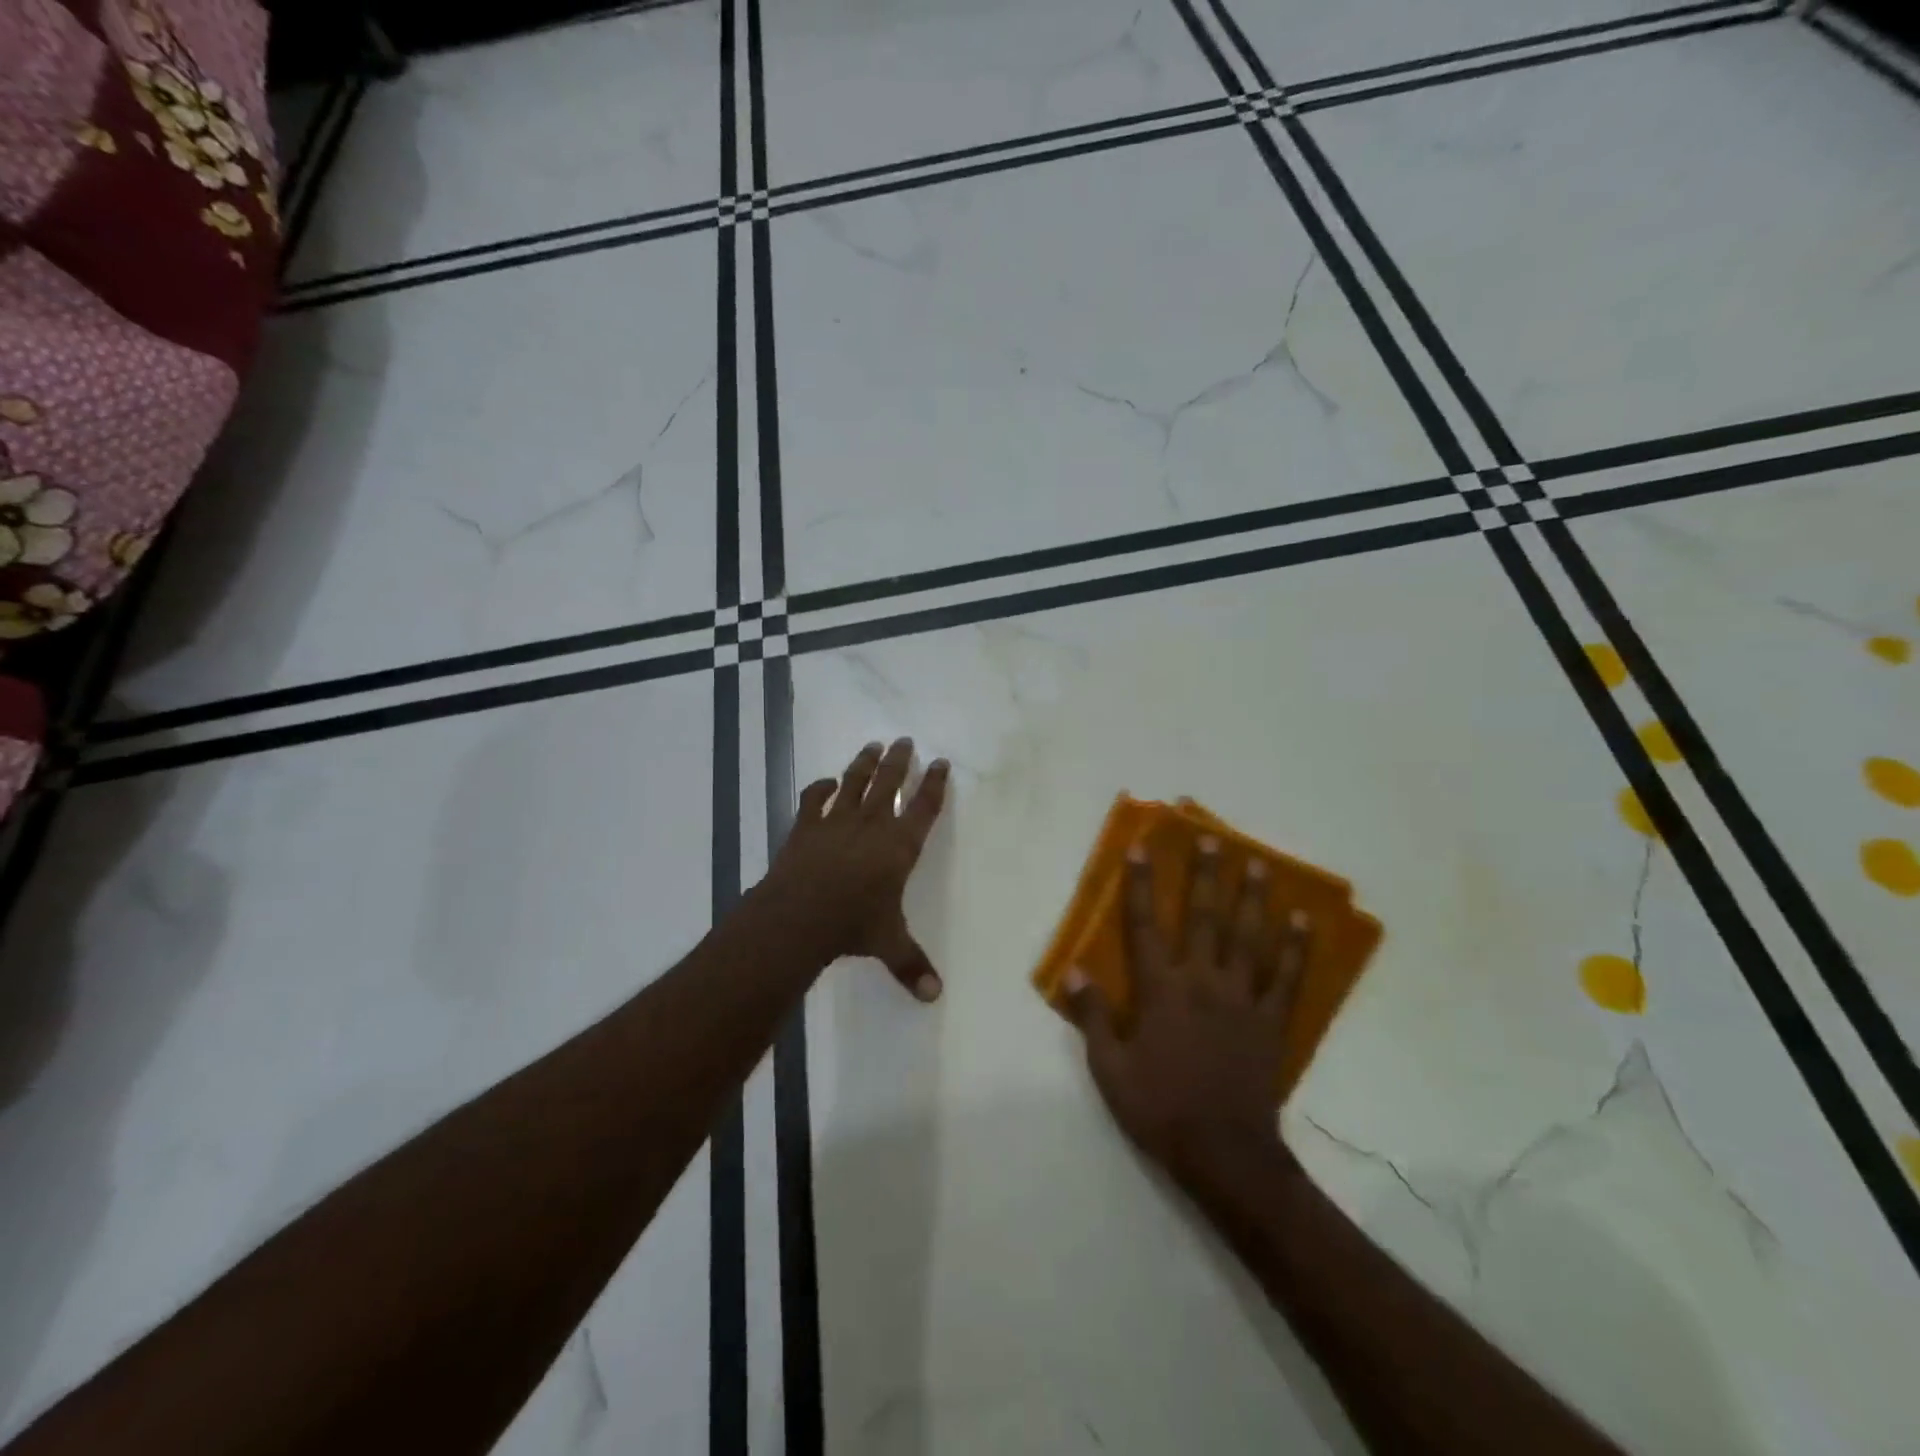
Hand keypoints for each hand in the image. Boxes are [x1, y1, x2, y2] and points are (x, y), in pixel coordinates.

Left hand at [760, 738, 950, 1000]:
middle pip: (890, 783)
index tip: (940, 762)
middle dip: (899, 761)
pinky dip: (820, 788)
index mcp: (899, 846)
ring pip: (855, 782)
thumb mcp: (889, 944)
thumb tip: (935, 997)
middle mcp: (872, 825)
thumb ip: (912, 965)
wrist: (799, 915)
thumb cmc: (853, 925)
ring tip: (873, 745)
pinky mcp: (806, 826)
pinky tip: (826, 782)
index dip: (934, 784)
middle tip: (905, 740)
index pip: (924, 808)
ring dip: (865, 763)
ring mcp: (836, 821)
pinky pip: (814, 799)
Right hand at [1065, 837, 1309, 1191]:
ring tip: (1257, 863)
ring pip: (1248, 938)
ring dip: (1252, 898)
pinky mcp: (1271, 1022)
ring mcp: (1242, 1000)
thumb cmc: (1159, 1109)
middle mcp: (1202, 982)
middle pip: (1203, 919)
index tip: (1142, 848)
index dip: (1141, 885)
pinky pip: (1287, 978)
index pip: (1145, 926)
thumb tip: (1076, 972)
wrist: (1224, 1154)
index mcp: (1160, 991)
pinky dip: (1296, 948)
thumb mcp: (1110, 1070)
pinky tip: (1303, 920)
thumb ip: (1092, 1018)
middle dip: (1204, 876)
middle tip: (1212, 839)